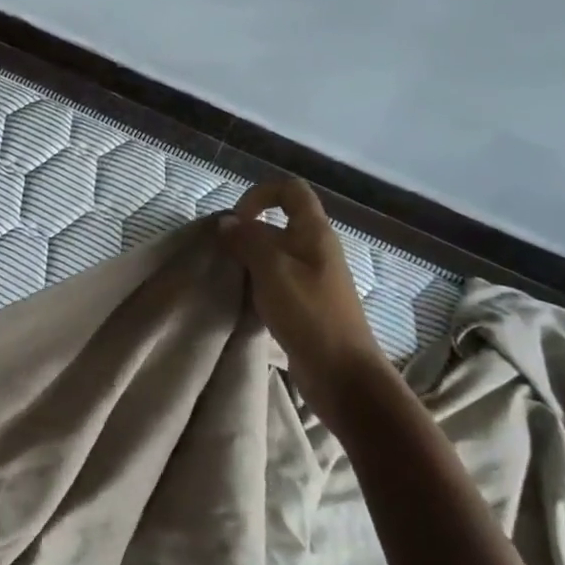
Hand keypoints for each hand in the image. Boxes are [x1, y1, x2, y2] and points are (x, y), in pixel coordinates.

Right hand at [217, 179, 386, 395]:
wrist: (342, 373)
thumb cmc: (309, 313)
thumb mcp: (271, 270)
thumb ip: (247, 241)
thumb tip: (226, 222)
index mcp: (314, 233)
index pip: (290, 190)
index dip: (260, 195)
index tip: (237, 220)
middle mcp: (315, 249)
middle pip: (277, 223)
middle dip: (246, 232)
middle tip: (222, 253)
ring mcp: (311, 278)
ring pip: (273, 254)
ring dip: (248, 260)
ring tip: (228, 277)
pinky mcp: (305, 304)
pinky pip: (275, 281)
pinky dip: (256, 284)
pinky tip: (242, 300)